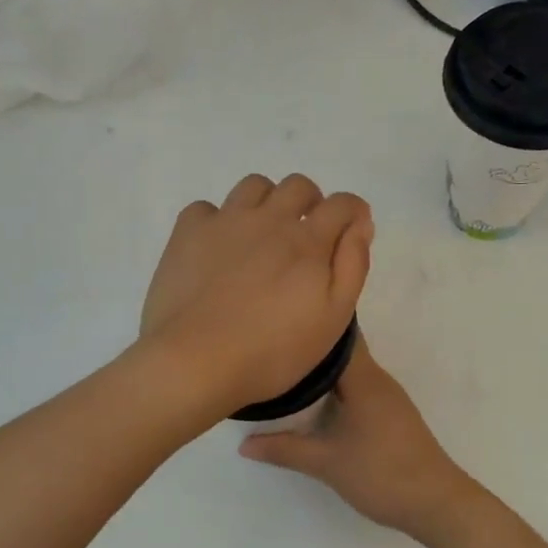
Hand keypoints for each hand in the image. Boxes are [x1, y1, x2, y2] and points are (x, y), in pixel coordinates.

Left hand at [141, 173, 372, 419]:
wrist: (195, 362)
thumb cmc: (272, 351)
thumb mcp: (333, 319)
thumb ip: (352, 266)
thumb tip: (360, 224)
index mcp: (308, 241)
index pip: (342, 204)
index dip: (354, 212)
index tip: (352, 230)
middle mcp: (269, 219)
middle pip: (298, 186)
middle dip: (311, 202)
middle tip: (307, 235)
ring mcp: (225, 222)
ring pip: (254, 186)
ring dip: (268, 202)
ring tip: (263, 235)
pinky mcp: (187, 233)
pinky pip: (206, 207)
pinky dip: (218, 220)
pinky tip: (218, 247)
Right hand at [239, 336, 485, 545]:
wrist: (436, 503)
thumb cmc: (381, 473)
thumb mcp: (326, 463)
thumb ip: (284, 449)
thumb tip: (244, 444)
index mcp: (364, 378)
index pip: (339, 335)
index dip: (312, 325)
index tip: (281, 321)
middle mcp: (378, 379)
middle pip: (342, 351)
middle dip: (310, 349)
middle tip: (273, 348)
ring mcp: (388, 398)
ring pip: (351, 372)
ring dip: (323, 372)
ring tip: (285, 372)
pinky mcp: (391, 416)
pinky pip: (358, 389)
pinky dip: (336, 390)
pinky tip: (315, 403)